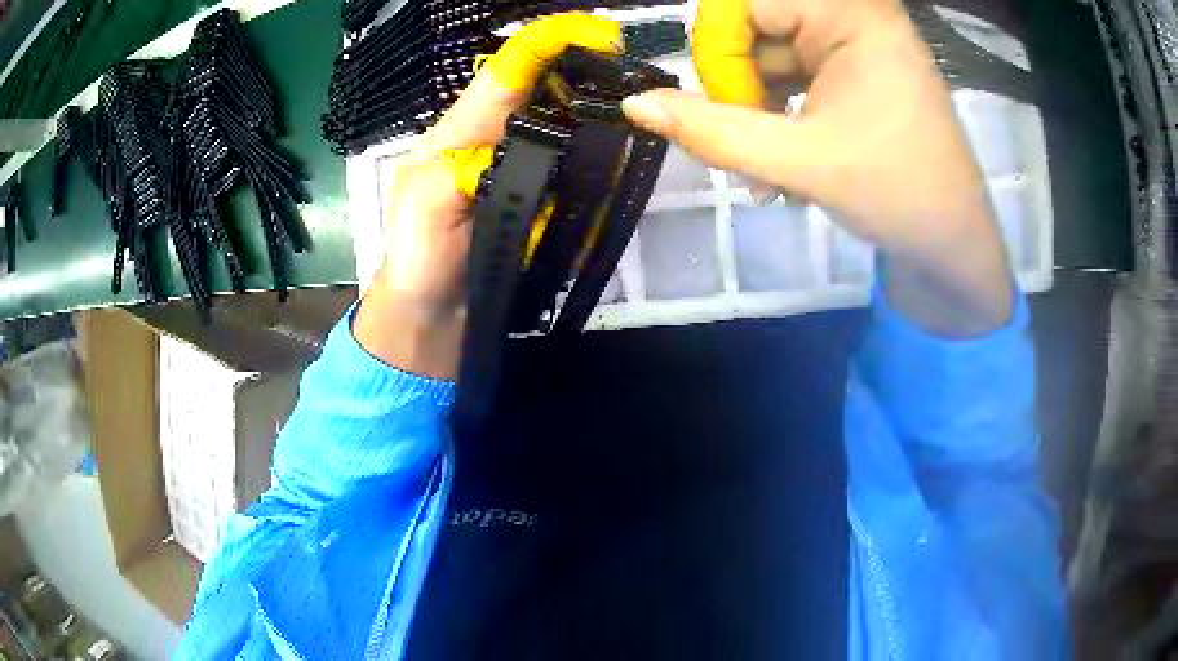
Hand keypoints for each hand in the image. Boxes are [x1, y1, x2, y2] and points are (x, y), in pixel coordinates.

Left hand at [355, 15, 620, 378]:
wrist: (436, 311)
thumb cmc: (418, 256)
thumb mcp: (423, 206)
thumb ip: (460, 170)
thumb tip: (512, 153)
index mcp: (466, 124)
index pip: (512, 64)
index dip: (554, 40)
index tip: (604, 37)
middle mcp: (501, 133)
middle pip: (550, 83)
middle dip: (591, 69)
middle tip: (633, 80)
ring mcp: (526, 165)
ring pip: (570, 120)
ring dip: (603, 111)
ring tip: (636, 119)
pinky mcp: (544, 196)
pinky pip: (578, 166)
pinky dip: (602, 158)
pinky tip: (621, 162)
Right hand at [622, 0, 1013, 335]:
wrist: (954, 243)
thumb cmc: (896, 196)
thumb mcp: (799, 163)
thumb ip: (712, 131)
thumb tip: (635, 104)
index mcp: (852, 15)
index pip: (745, 2)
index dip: (719, 49)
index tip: (726, 107)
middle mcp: (855, 13)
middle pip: (756, 22)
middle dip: (739, 82)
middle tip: (746, 141)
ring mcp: (857, 40)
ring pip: (770, 51)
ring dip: (755, 104)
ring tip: (767, 167)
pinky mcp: (856, 66)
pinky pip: (794, 70)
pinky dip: (777, 109)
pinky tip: (783, 156)